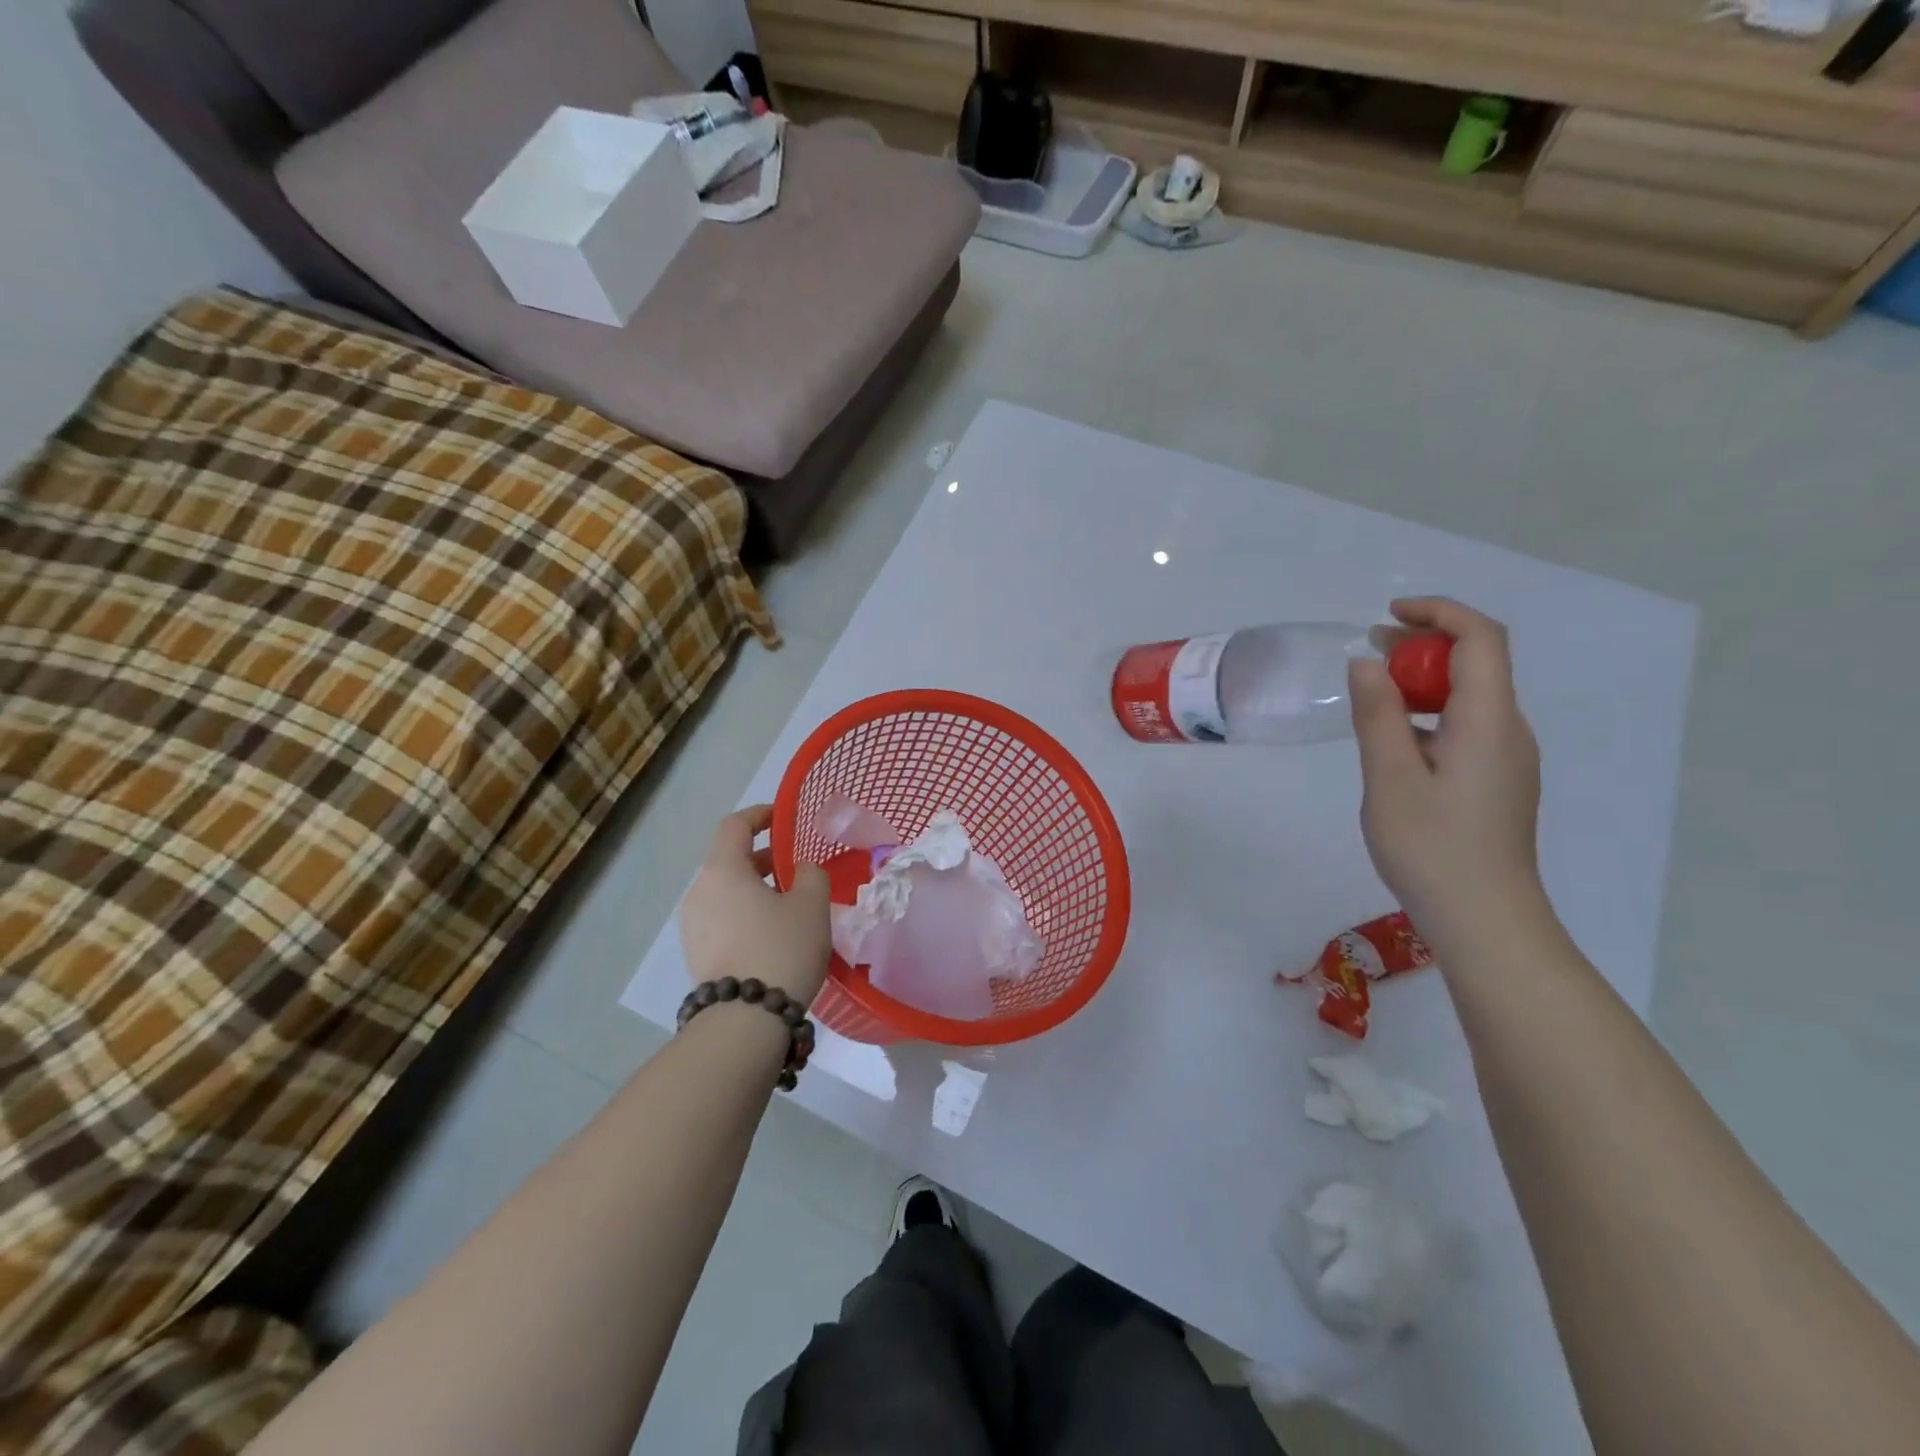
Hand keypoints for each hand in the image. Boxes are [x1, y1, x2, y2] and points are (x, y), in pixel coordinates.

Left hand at [680, 805, 831, 1003]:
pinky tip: (772, 934)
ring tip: (788, 904)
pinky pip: (722, 919)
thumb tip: (800, 870)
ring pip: (725, 892)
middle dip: (763, 857)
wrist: (745, 1020)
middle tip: (795, 867)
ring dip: (754, 889)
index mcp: (722, 870)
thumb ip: (810, 874)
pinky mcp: (696, 955)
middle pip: (728, 860)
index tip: (783, 818)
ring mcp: (692, 926)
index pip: (735, 825)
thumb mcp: (811, 904)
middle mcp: (698, 892)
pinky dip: (745, 913)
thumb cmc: (781, 948)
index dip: (760, 815)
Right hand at [1349, 598, 1545, 947]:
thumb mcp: (1390, 778)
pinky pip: (1466, 725)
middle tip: (1369, 651)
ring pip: (1470, 695)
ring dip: (1424, 679)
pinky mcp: (1497, 780)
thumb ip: (1377, 715)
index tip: (1388, 615)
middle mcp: (1509, 730)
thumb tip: (1366, 663)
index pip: (1481, 639)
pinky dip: (1429, 711)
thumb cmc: (1432, 847)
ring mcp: (1507, 758)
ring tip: (1372, 689)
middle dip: (1425, 644)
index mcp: (1489, 721)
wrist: (1484, 919)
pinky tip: (1393, 737)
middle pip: (1478, 662)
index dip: (1439, 613)